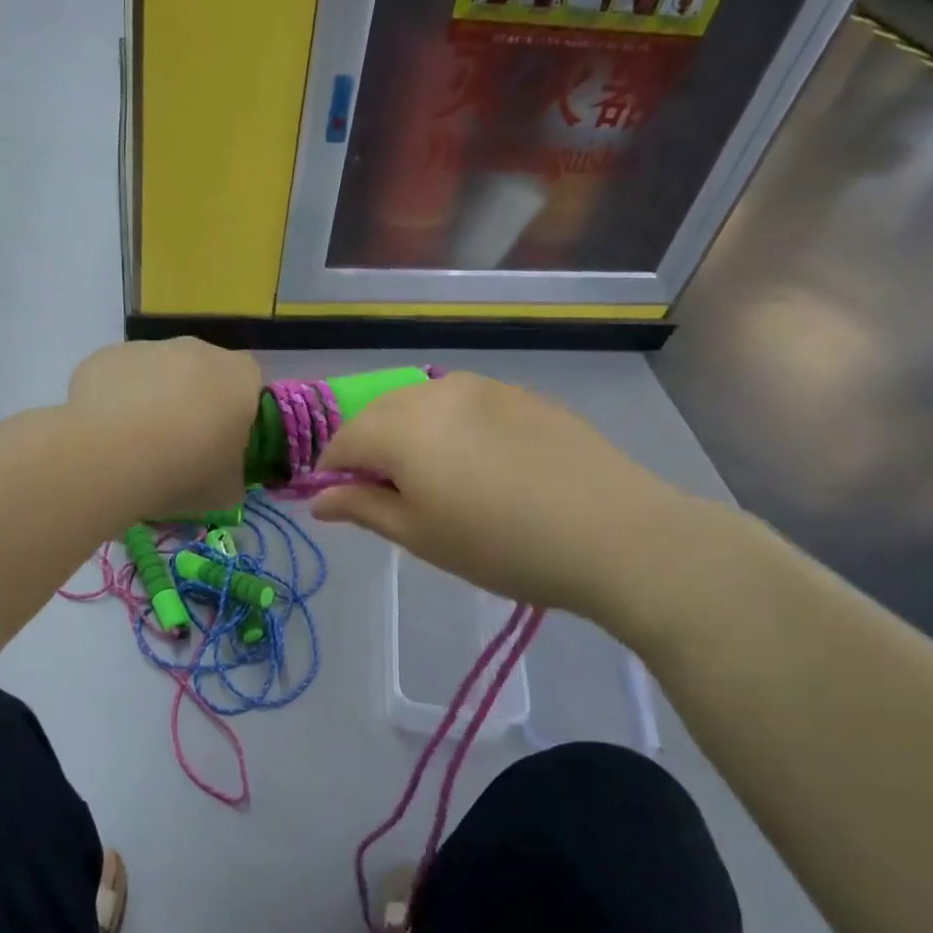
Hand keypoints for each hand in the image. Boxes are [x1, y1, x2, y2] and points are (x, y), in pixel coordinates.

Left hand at [66, 339, 261, 515]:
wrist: (111, 457)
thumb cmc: (185, 471)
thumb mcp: (227, 491)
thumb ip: (233, 474)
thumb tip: (225, 474)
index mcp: (240, 377)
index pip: (250, 387)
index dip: (237, 415)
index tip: (223, 446)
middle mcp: (199, 350)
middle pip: (203, 373)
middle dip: (194, 402)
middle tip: (180, 447)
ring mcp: (149, 347)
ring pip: (158, 373)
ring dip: (153, 399)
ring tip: (136, 445)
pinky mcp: (106, 355)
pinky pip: (120, 377)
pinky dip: (116, 399)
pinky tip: (106, 433)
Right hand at [309, 373, 706, 626]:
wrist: (613, 534)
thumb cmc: (501, 546)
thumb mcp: (420, 536)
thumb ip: (362, 509)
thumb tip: (318, 499)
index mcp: (402, 427)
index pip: (343, 441)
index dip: (332, 472)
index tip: (341, 503)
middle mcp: (435, 391)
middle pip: (378, 413)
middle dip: (368, 450)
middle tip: (388, 496)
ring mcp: (483, 386)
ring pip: (421, 403)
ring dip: (408, 433)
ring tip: (433, 478)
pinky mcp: (520, 393)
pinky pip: (463, 402)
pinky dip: (449, 425)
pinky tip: (477, 462)